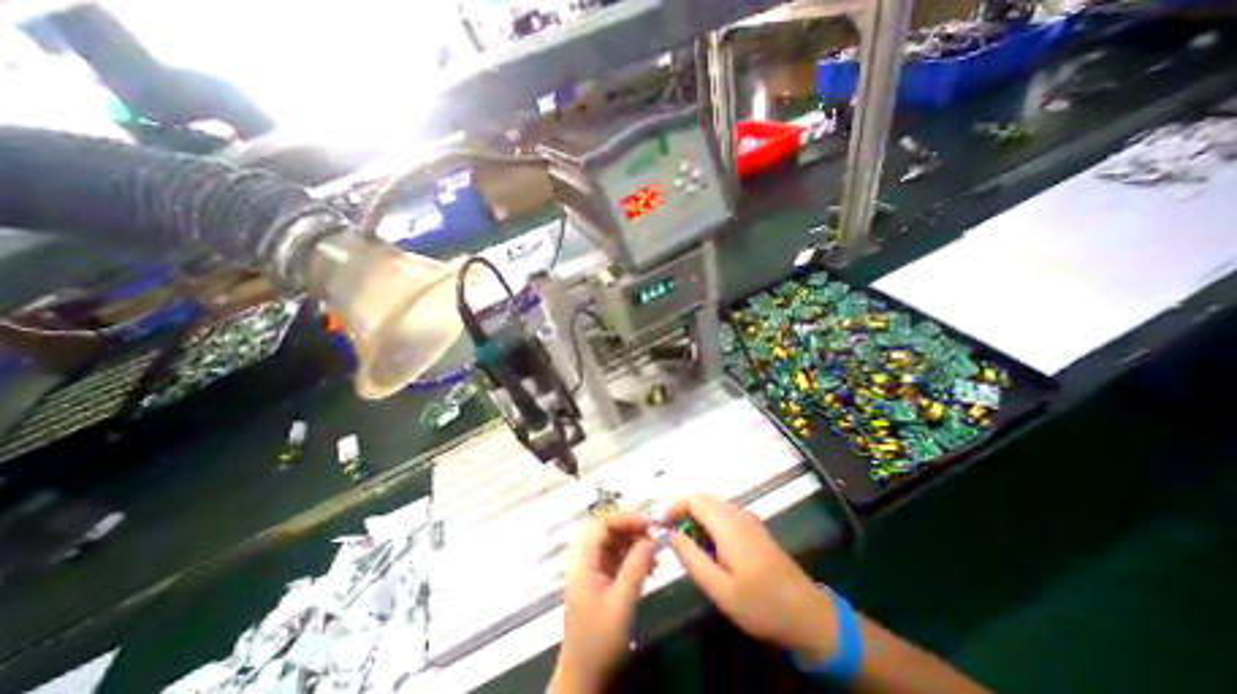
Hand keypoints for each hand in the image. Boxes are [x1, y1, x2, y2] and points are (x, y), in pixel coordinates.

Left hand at [554, 508, 661, 691]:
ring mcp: (591, 568)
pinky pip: (616, 555)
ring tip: (654, 553)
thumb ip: (636, 568)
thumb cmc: (599, 642)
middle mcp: (584, 559)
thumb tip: (651, 539)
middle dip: (630, 527)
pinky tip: (649, 567)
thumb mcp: (621, 605)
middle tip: (652, 534)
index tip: (648, 524)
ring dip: (633, 541)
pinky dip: (632, 556)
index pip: (600, 524)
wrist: (584, 679)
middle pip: (605, 528)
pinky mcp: (599, 578)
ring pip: (612, 540)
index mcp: (582, 561)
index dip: (624, 519)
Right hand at [661, 497, 833, 663]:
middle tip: (668, 534)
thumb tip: (670, 534)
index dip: (672, 506)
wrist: (808, 614)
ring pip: (712, 507)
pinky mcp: (753, 529)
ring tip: (683, 542)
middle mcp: (737, 514)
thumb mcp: (720, 588)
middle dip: (681, 511)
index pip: (693, 499)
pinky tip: (706, 547)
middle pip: (702, 499)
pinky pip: (723, 515)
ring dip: (694, 518)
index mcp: (728, 523)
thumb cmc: (761, 604)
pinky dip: (708, 523)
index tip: (658, 524)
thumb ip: (692, 558)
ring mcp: (747, 520)